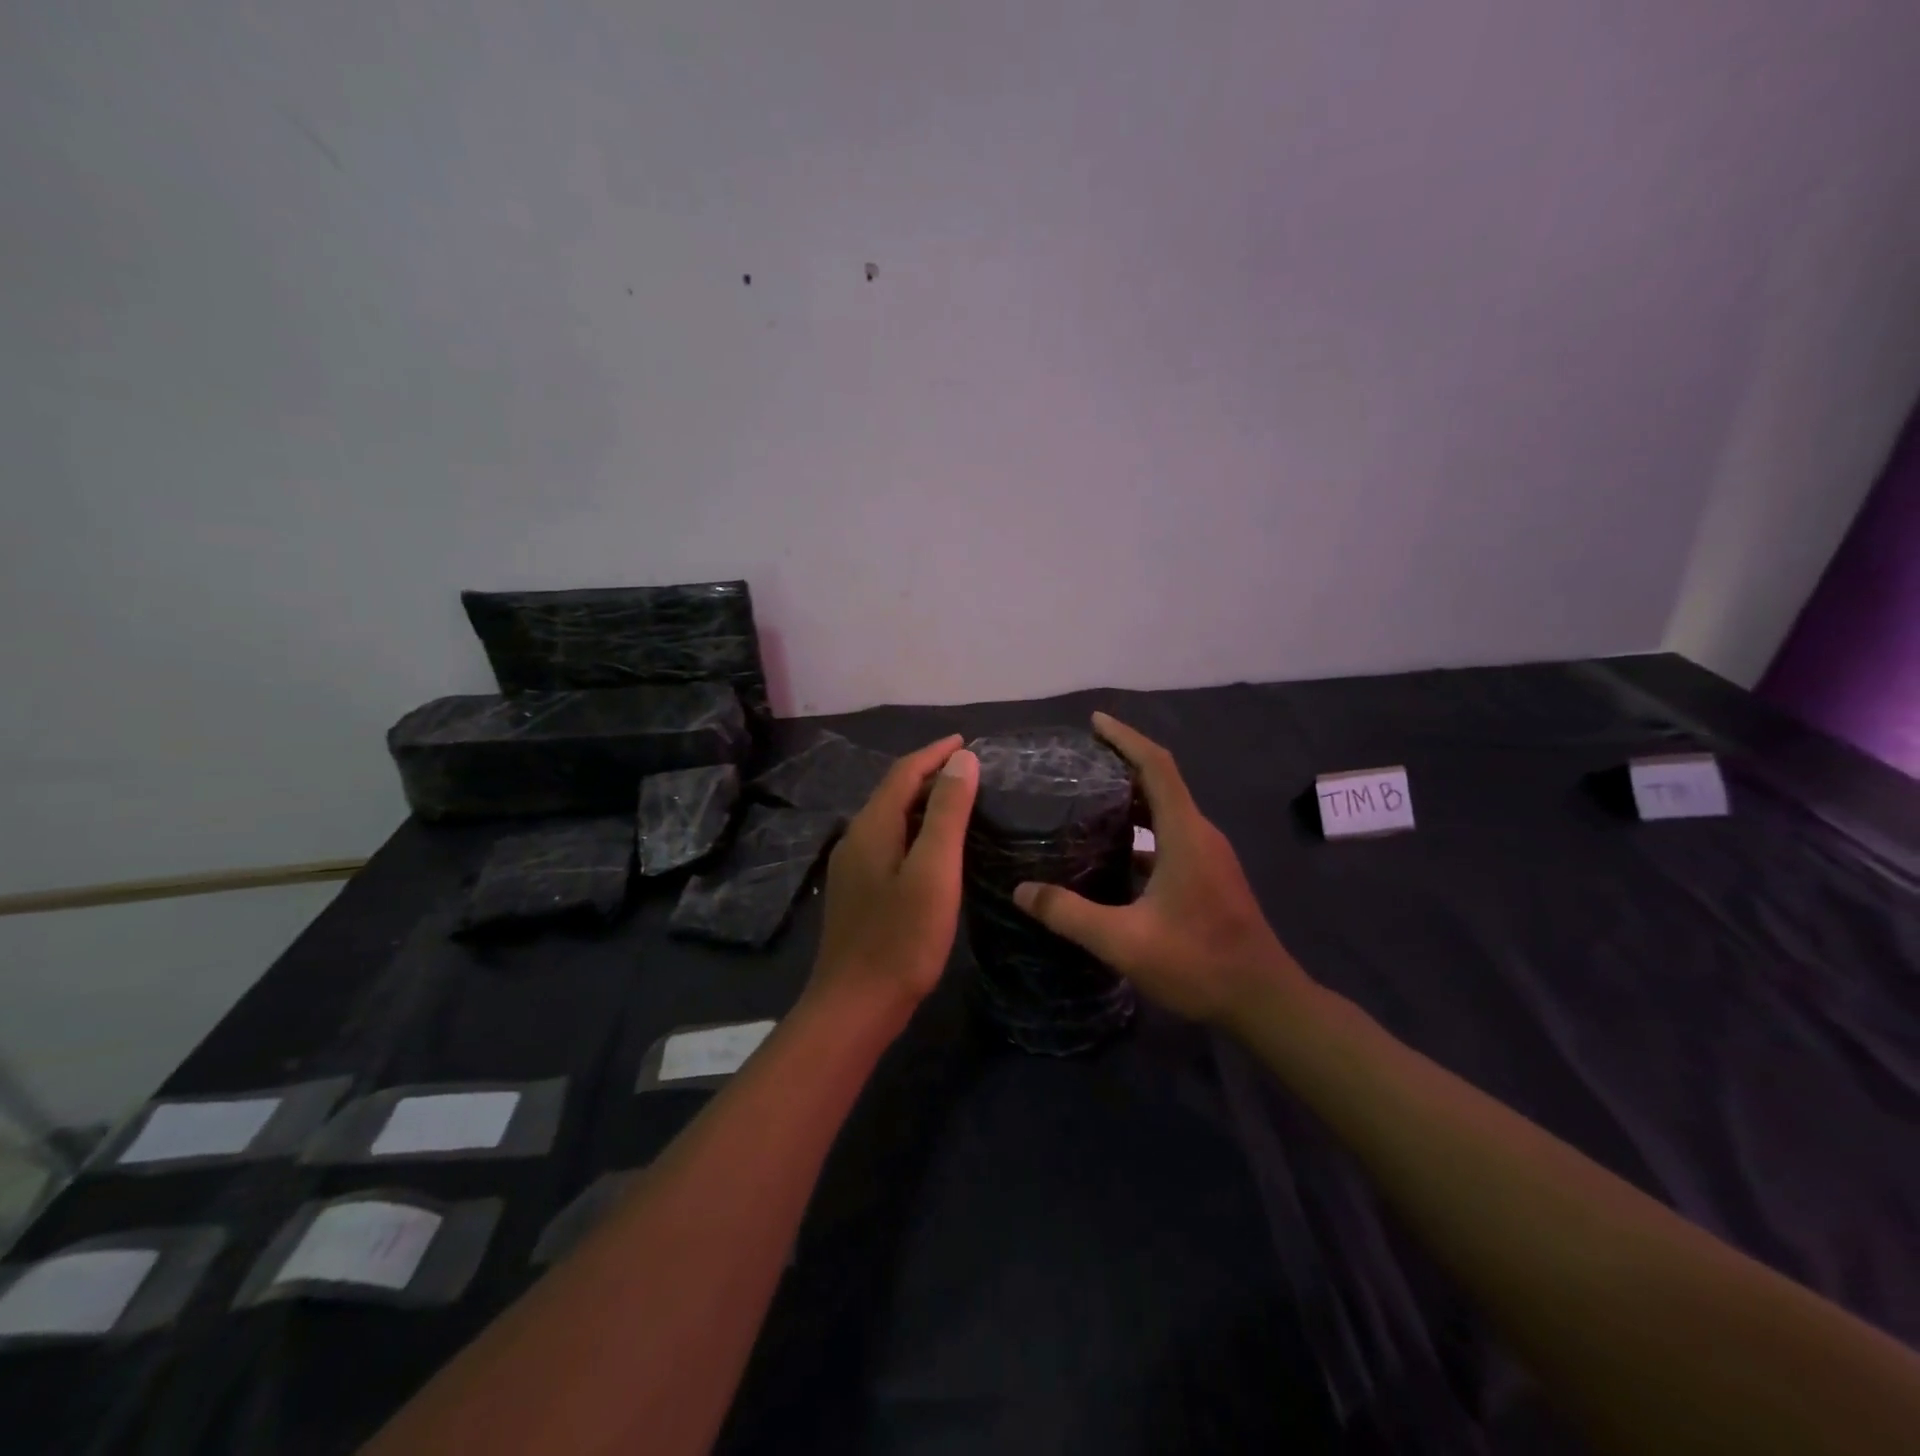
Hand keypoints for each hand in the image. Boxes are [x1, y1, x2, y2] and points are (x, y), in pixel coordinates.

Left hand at [808, 735, 980, 1021]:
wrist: (855, 1006)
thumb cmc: (901, 938)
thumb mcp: (934, 871)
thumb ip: (947, 813)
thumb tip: (962, 760)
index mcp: (872, 827)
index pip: (904, 773)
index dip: (935, 753)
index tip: (967, 742)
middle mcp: (856, 839)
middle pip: (894, 792)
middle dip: (930, 774)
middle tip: (970, 771)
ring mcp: (853, 868)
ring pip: (891, 820)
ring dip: (923, 803)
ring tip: (959, 802)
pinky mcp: (858, 893)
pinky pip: (889, 844)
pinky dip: (915, 831)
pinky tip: (934, 850)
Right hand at [1012, 712, 1310, 1027]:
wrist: (1264, 1001)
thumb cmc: (1198, 962)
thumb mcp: (1124, 941)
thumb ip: (1069, 914)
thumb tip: (1021, 891)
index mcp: (1184, 833)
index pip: (1156, 765)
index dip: (1125, 737)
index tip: (1094, 722)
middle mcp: (1200, 834)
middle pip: (1160, 782)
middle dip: (1121, 764)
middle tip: (1077, 763)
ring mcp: (1209, 856)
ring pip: (1166, 811)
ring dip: (1131, 799)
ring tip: (1087, 800)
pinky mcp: (1210, 876)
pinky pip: (1171, 836)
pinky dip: (1141, 831)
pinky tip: (1114, 853)